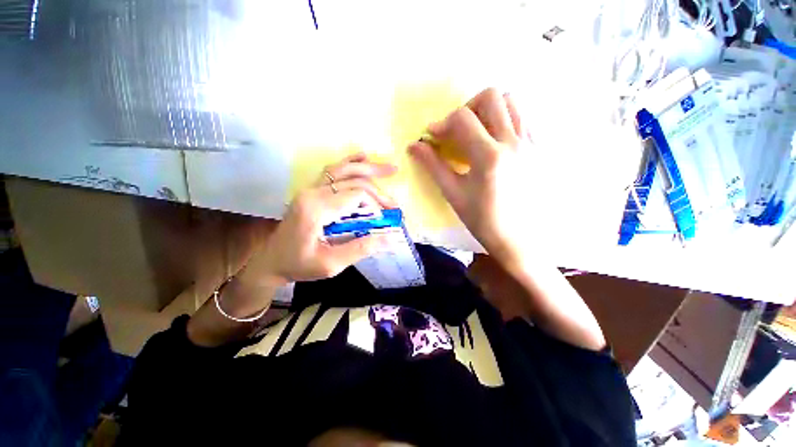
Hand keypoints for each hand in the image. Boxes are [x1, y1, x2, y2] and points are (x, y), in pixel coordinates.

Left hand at [244, 153, 396, 284]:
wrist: (272, 261)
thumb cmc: (299, 265)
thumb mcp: (331, 264)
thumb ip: (361, 249)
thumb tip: (390, 239)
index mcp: (316, 209)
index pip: (355, 195)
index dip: (375, 205)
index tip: (383, 221)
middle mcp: (312, 192)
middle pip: (353, 181)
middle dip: (378, 192)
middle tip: (394, 205)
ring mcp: (310, 188)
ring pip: (344, 170)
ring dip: (368, 169)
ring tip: (390, 169)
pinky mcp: (311, 190)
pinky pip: (333, 171)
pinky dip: (350, 163)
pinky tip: (363, 157)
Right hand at [409, 88, 531, 265]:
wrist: (520, 239)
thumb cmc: (482, 220)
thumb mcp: (453, 194)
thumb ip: (433, 165)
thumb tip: (414, 146)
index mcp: (489, 157)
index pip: (463, 119)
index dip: (442, 123)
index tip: (433, 136)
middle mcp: (515, 142)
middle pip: (492, 96)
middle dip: (467, 108)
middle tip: (458, 130)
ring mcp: (533, 143)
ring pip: (513, 102)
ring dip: (489, 110)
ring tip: (478, 132)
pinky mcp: (542, 149)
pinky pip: (525, 118)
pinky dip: (506, 120)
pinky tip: (496, 142)